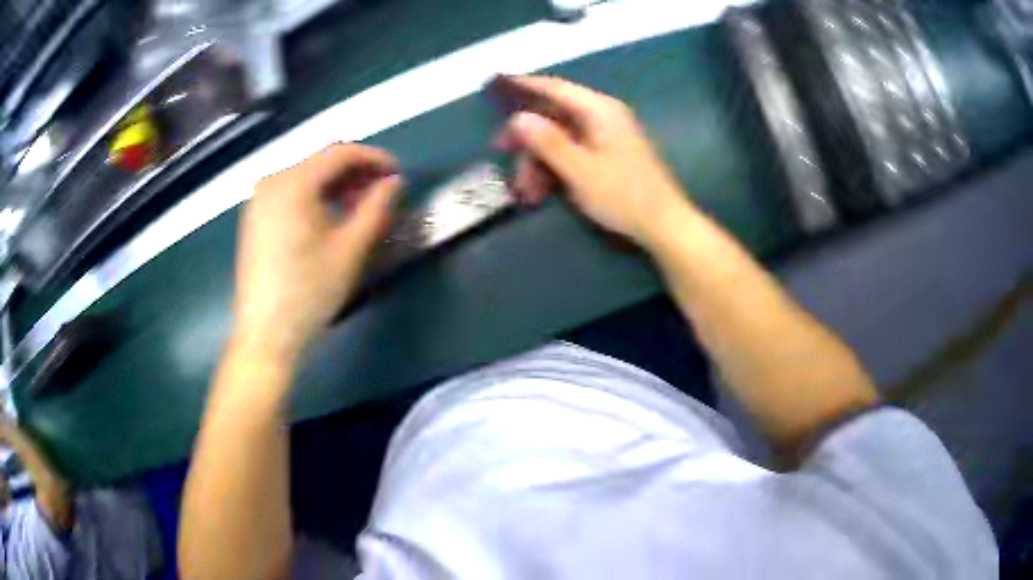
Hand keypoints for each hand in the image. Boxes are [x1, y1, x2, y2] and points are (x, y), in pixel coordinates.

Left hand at [233, 143, 401, 363]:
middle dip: (355, 173)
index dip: (374, 158)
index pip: (340, 153)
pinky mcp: (254, 219)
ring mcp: (259, 201)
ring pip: (305, 179)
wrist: (265, 334)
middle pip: (320, 164)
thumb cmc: (310, 292)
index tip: (397, 173)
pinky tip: (331, 218)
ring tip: (361, 207)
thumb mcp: (350, 249)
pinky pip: (290, 195)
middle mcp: (271, 183)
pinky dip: (315, 198)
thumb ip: (376, 207)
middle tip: (383, 193)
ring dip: (336, 186)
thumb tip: (393, 183)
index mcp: (293, 183)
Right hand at [495, 76, 690, 246]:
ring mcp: (606, 136)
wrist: (664, 226)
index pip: (555, 88)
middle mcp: (603, 116)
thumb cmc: (624, 196)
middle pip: (554, 115)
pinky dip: (554, 168)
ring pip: (560, 137)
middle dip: (527, 137)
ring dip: (538, 160)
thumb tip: (518, 118)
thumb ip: (548, 142)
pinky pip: (572, 152)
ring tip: (527, 191)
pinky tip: (542, 192)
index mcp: (599, 110)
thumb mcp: (580, 171)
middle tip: (501, 152)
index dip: (524, 85)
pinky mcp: (608, 155)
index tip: (496, 84)